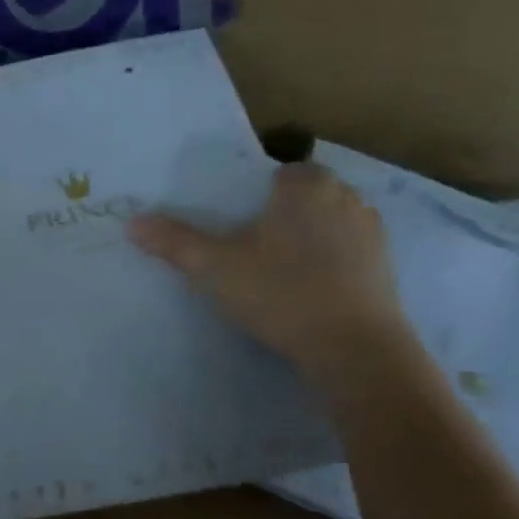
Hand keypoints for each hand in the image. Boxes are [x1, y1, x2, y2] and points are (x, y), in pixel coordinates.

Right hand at [128, 163, 408, 379]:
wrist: (352, 346)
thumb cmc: (280, 292)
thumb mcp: (214, 267)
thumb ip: (174, 241)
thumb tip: (132, 222)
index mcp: (306, 187)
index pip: (282, 172)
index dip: (259, 193)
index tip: (239, 221)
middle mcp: (346, 198)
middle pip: (308, 196)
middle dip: (284, 214)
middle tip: (252, 248)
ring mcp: (372, 233)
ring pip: (331, 224)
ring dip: (311, 238)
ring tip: (280, 271)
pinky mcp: (386, 267)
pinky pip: (349, 253)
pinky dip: (332, 264)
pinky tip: (310, 291)